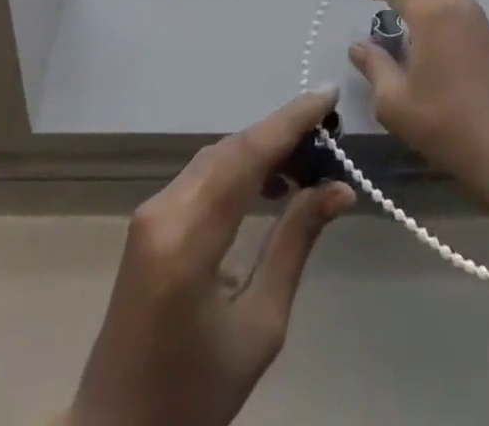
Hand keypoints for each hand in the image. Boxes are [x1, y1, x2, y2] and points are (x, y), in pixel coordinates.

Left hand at [67, 90, 355, 425]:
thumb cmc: (195, 394)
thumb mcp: (260, 327)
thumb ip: (295, 245)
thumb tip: (339, 189)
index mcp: (187, 240)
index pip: (246, 156)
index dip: (290, 120)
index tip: (329, 93)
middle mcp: (163, 210)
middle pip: (230, 149)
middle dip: (282, 133)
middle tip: (330, 135)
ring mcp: (151, 211)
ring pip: (216, 157)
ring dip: (261, 149)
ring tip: (309, 161)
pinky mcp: (150, 219)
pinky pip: (202, 176)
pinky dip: (239, 168)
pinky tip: (269, 184)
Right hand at [349, 0, 488, 205]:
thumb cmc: (444, 123)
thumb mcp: (394, 102)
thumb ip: (374, 67)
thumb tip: (358, 47)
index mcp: (431, 15)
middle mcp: (459, 9)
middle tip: (398, 5)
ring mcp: (483, 26)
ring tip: (417, 31)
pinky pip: (468, 13)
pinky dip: (450, 16)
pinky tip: (441, 51)